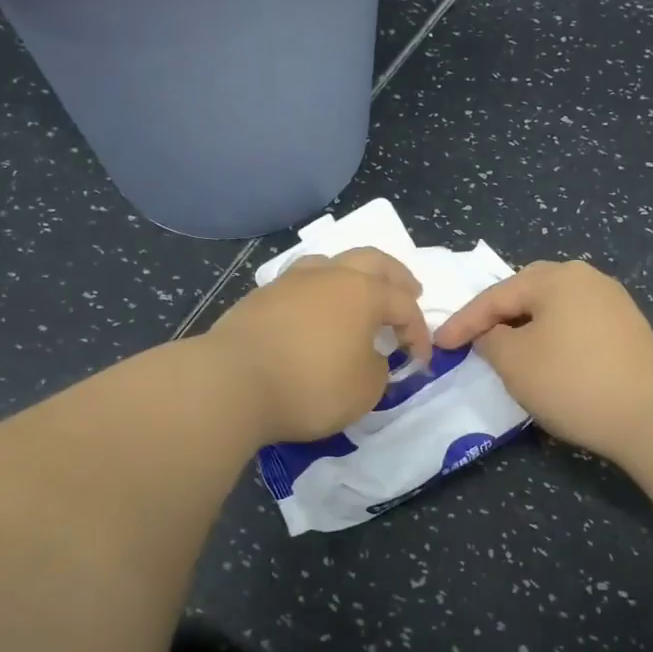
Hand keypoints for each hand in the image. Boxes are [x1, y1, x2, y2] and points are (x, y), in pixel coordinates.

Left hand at [204, 248, 431, 444]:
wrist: (231, 382)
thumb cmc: (310, 385)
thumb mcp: (364, 390)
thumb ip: (378, 369)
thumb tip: (369, 357)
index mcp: (363, 292)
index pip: (404, 305)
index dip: (420, 332)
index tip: (421, 361)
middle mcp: (329, 275)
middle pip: (372, 261)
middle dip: (396, 276)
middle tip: (410, 291)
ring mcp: (291, 282)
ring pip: (331, 263)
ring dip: (353, 274)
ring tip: (359, 292)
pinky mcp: (261, 297)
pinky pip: (301, 283)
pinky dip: (319, 292)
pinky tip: (316, 310)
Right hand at [434, 260, 652, 463]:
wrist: (652, 416)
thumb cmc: (573, 382)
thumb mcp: (515, 362)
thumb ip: (490, 340)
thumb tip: (491, 334)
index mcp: (556, 277)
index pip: (496, 296)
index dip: (463, 322)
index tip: (439, 345)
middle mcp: (586, 278)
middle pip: (526, 291)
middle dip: (496, 315)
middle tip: (471, 338)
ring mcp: (612, 301)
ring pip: (553, 307)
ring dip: (524, 326)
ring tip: (504, 348)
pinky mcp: (627, 328)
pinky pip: (575, 322)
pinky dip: (551, 336)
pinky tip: (545, 357)